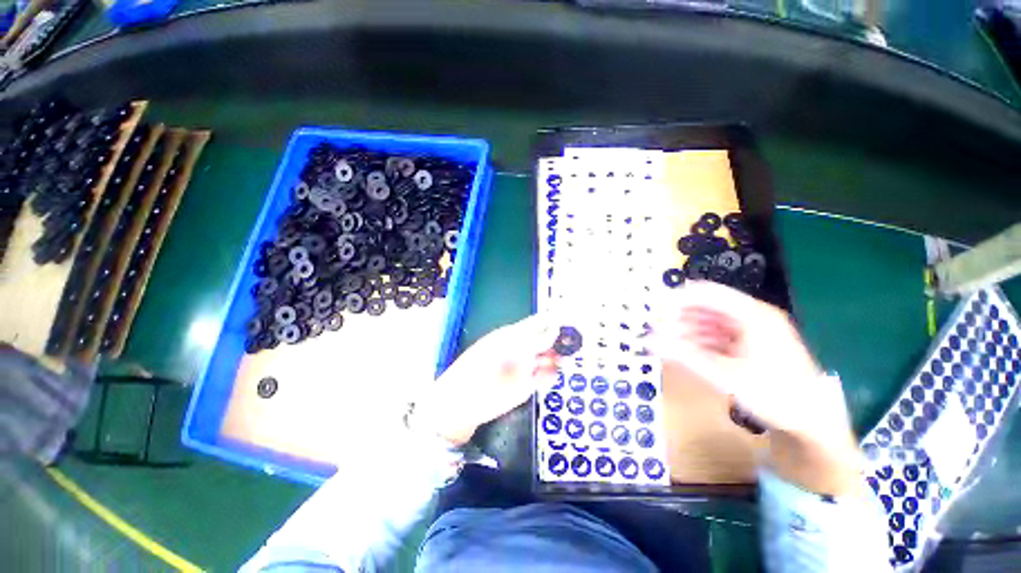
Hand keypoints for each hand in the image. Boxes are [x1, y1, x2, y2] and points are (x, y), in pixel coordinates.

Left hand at [412, 314, 559, 445]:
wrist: (462, 402)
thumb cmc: (478, 368)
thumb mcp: (506, 349)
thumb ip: (532, 341)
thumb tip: (554, 329)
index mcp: (513, 335)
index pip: (537, 323)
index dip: (554, 321)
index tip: (571, 321)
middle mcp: (522, 350)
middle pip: (546, 341)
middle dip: (560, 341)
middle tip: (575, 344)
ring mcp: (525, 368)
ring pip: (548, 360)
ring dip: (558, 359)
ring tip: (566, 360)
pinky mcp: (527, 386)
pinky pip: (545, 378)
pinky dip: (551, 376)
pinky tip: (551, 376)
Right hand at [654, 281, 862, 494]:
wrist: (813, 423)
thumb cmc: (774, 395)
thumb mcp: (725, 375)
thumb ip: (684, 355)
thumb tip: (649, 342)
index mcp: (753, 315)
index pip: (706, 293)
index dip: (677, 298)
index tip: (653, 310)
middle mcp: (753, 317)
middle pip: (707, 306)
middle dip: (679, 316)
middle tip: (656, 329)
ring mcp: (754, 331)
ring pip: (711, 321)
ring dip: (686, 329)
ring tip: (665, 340)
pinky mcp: (751, 345)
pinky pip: (718, 335)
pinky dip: (699, 340)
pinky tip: (684, 349)